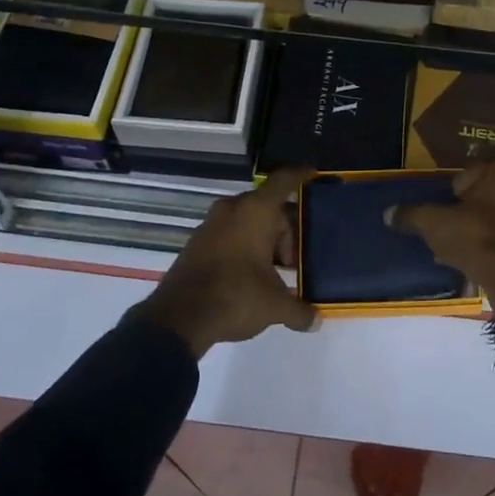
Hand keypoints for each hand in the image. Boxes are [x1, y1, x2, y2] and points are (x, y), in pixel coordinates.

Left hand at [130, 168, 318, 357]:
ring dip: (263, 240)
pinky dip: (243, 246)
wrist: (179, 318)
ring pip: (247, 221)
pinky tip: (250, 275)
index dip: (300, 176)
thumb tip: (315, 320)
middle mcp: (232, 209)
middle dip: (285, 230)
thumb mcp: (275, 306)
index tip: (314, 175)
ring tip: (274, 271)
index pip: (283, 181)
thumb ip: (299, 310)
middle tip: (294, 260)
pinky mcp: (196, 243)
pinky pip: (229, 234)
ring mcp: (210, 225)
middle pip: (267, 206)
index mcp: (256, 211)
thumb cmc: (236, 297)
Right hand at [386, 162, 494, 315]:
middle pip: (490, 196)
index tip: (444, 216)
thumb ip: (413, 215)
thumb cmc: (478, 240)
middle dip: (472, 212)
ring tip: (469, 254)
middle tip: (454, 235)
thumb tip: (389, 213)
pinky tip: (490, 265)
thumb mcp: (436, 225)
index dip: (452, 196)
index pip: (469, 175)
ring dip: (490, 230)